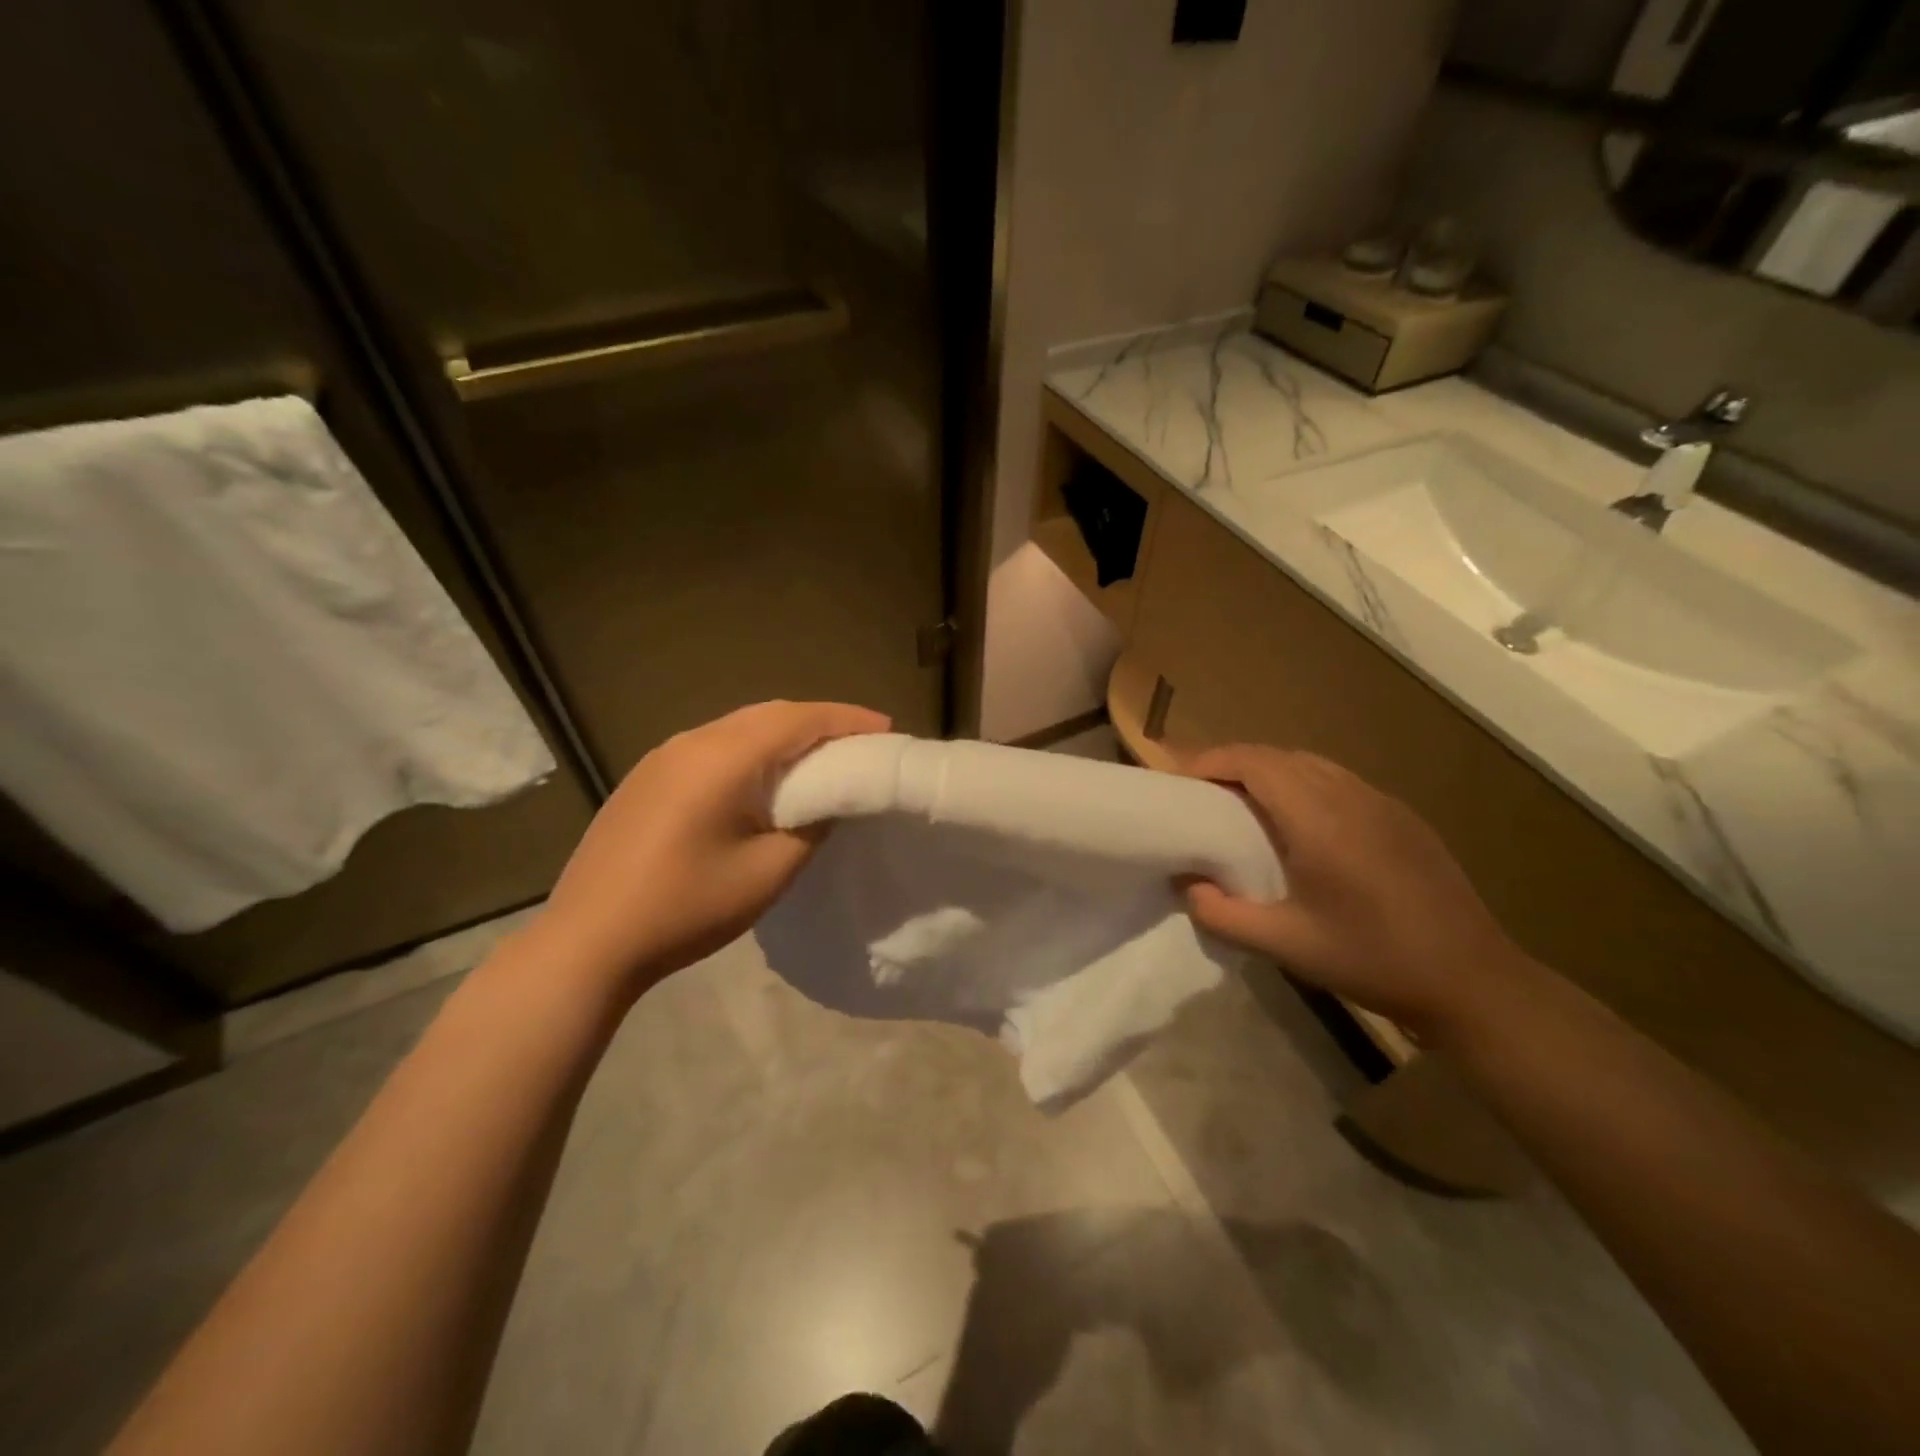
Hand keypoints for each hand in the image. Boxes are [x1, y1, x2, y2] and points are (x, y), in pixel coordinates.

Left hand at [531, 700, 889, 997]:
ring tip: (818, 758)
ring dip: (783, 735)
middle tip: (859, 742)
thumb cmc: (687, 907)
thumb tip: (827, 802)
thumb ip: (811, 827)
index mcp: (723, 757)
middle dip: (819, 722)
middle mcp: (691, 741)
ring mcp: (662, 757)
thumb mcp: (768, 872)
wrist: (588, 942)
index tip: (886, 729)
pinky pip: (713, 747)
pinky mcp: (646, 779)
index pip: (798, 719)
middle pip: (768, 714)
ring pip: (738, 727)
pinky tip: (761, 779)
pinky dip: (751, 750)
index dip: (847, 719)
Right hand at [1181, 745, 1530, 1040]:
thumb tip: (1186, 884)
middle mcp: (1351, 796)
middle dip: (1234, 764)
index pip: (1255, 762)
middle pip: (1280, 756)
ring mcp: (1382, 803)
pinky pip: (1339, 781)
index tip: (1180, 780)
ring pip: (1312, 764)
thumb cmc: (1372, 959)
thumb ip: (1222, 914)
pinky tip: (1299, 824)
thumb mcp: (1285, 945)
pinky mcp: (1403, 818)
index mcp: (1319, 818)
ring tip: (1243, 804)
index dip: (1212, 760)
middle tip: (1203, 794)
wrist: (1473, 982)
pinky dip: (1303, 784)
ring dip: (1269, 772)